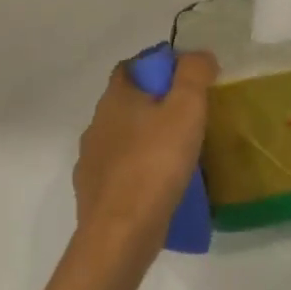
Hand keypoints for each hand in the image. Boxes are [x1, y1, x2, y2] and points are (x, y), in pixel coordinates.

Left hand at [73, 51, 218, 263]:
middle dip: (155, 104)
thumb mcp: (186, 108)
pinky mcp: (93, 194)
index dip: (157, 66)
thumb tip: (199, 55)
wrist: (121, 234)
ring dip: (146, 139)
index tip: (186, 78)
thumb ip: (194, 73)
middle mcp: (97, 124)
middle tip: (189, 115)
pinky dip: (138, 171)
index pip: (131, 67)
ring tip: (178, 153)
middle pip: (127, 102)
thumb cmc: (155, 162)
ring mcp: (91, 161)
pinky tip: (159, 185)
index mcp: (116, 98)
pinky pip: (120, 172)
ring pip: (123, 138)